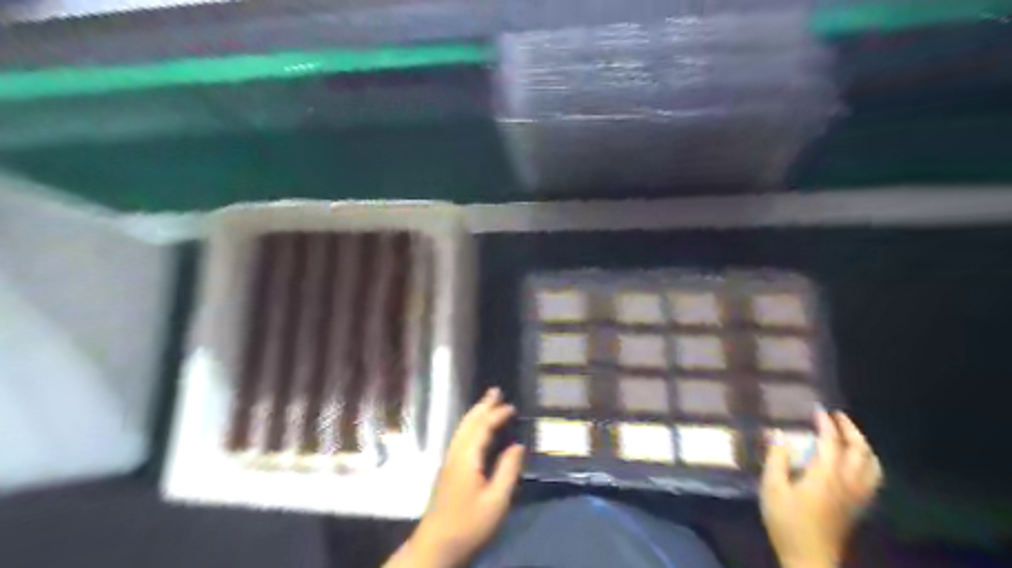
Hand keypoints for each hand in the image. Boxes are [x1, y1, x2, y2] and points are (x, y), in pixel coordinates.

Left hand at [385, 386, 525, 567]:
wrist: (436, 546)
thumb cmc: (469, 524)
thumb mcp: (496, 501)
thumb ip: (508, 470)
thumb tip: (518, 445)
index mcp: (467, 458)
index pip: (482, 428)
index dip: (496, 415)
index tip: (511, 406)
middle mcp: (455, 454)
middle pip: (468, 423)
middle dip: (482, 406)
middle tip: (495, 391)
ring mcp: (448, 462)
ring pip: (461, 430)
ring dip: (475, 414)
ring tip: (487, 404)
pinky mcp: (447, 471)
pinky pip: (460, 438)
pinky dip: (470, 426)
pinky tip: (476, 430)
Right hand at [763, 410, 883, 567]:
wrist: (809, 559)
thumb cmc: (787, 521)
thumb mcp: (772, 487)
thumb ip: (776, 458)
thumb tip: (779, 434)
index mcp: (826, 475)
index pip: (831, 441)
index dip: (825, 423)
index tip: (817, 408)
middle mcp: (847, 482)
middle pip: (860, 451)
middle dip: (850, 430)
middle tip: (837, 416)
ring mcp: (857, 496)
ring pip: (872, 465)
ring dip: (863, 446)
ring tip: (850, 436)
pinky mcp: (858, 507)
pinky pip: (873, 479)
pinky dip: (868, 463)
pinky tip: (856, 463)